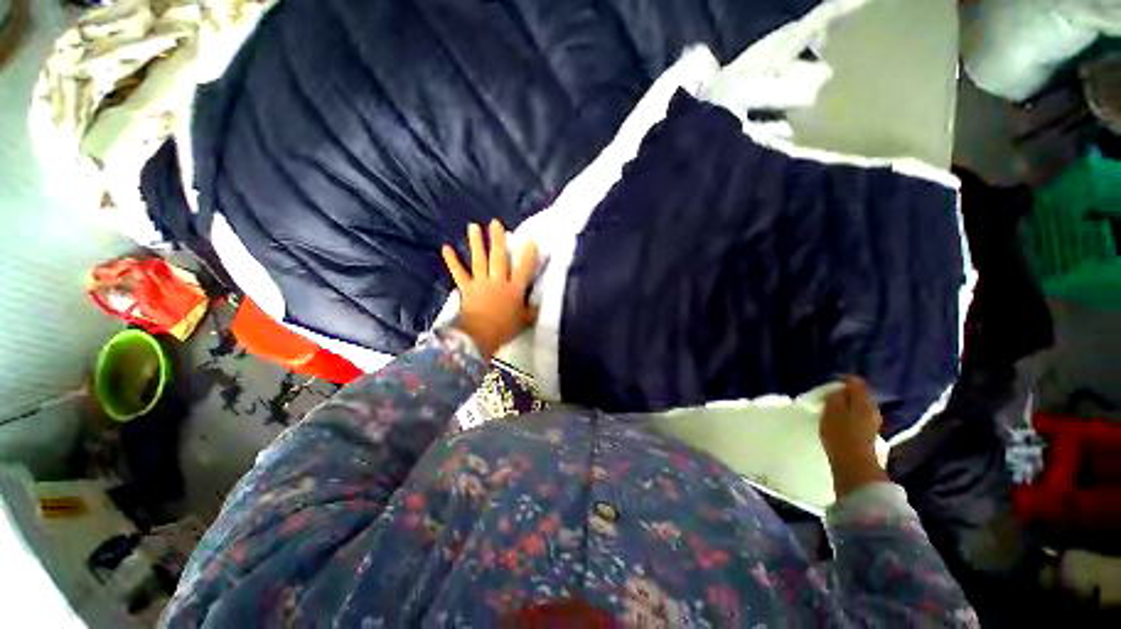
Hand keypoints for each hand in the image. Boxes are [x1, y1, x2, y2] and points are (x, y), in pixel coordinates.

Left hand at [442, 220, 537, 359]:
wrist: (479, 337)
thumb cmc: (504, 329)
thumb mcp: (523, 321)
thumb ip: (530, 311)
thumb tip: (536, 306)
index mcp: (514, 289)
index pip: (523, 268)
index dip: (528, 254)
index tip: (530, 239)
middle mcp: (498, 281)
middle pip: (499, 258)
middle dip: (498, 240)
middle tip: (495, 222)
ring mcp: (481, 283)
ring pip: (479, 260)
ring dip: (476, 243)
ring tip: (473, 226)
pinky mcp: (467, 288)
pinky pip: (459, 272)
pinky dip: (452, 261)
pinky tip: (446, 248)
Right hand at [820, 377, 887, 497]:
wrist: (854, 463)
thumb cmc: (840, 433)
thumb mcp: (831, 410)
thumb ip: (835, 396)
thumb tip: (838, 390)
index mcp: (864, 401)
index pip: (856, 382)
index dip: (842, 380)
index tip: (828, 383)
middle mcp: (872, 409)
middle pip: (859, 394)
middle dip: (845, 393)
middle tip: (828, 396)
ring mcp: (873, 422)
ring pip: (859, 406)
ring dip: (846, 405)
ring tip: (831, 409)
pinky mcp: (869, 434)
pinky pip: (858, 417)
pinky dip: (849, 415)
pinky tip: (839, 421)